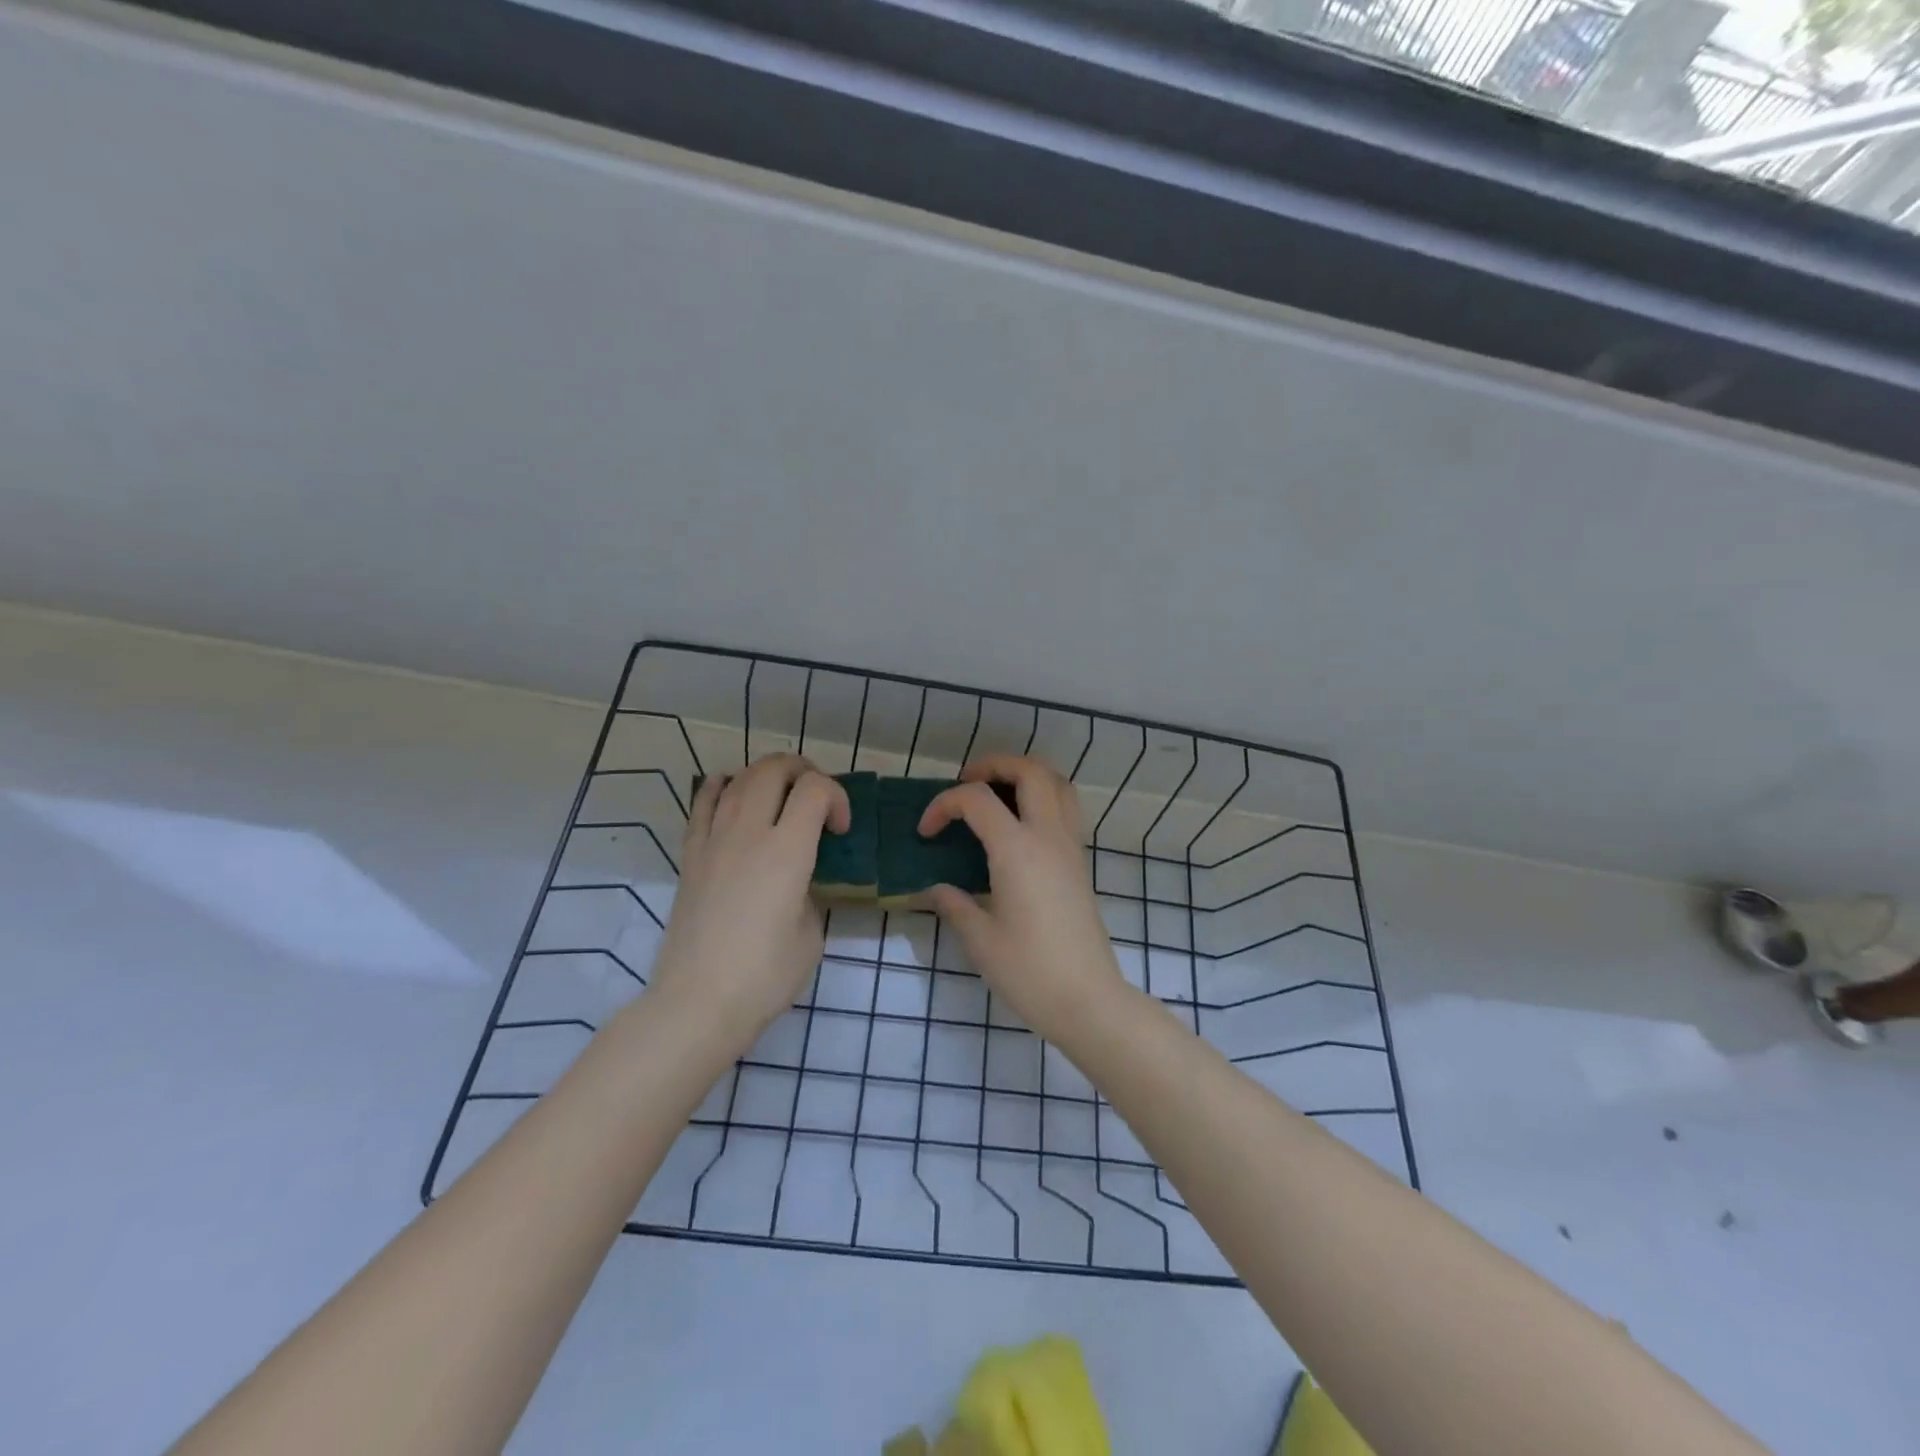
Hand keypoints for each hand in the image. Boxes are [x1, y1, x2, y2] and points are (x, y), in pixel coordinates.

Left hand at [648, 754, 849, 1049]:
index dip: (837, 797)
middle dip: (804, 772)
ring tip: (781, 797)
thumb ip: (811, 893)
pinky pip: (703, 802)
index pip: (815, 789)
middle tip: (816, 800)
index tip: (840, 831)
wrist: (698, 1003)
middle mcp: (749, 832)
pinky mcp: (690, 856)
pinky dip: (722, 786)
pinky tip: (732, 792)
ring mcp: (714, 840)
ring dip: (767, 776)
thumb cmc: (765, 976)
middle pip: (774, 769)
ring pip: (739, 778)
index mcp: (788, 851)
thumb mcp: (812, 934)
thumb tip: (800, 880)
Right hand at [919, 756, 1126, 1042]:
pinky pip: (1066, 809)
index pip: (976, 800)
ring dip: (1026, 775)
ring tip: (997, 793)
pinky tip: (1019, 828)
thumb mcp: (980, 940)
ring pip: (1058, 784)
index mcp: (1017, 850)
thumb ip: (954, 905)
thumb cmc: (1029, 971)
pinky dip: (1043, 798)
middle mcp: (1048, 837)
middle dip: (994, 765)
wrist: (1088, 1000)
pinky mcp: (1080, 864)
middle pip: (1030, 771)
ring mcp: (1070, 848)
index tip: (926, 832)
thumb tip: (934, 889)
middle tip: (966, 782)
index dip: (944, 805)